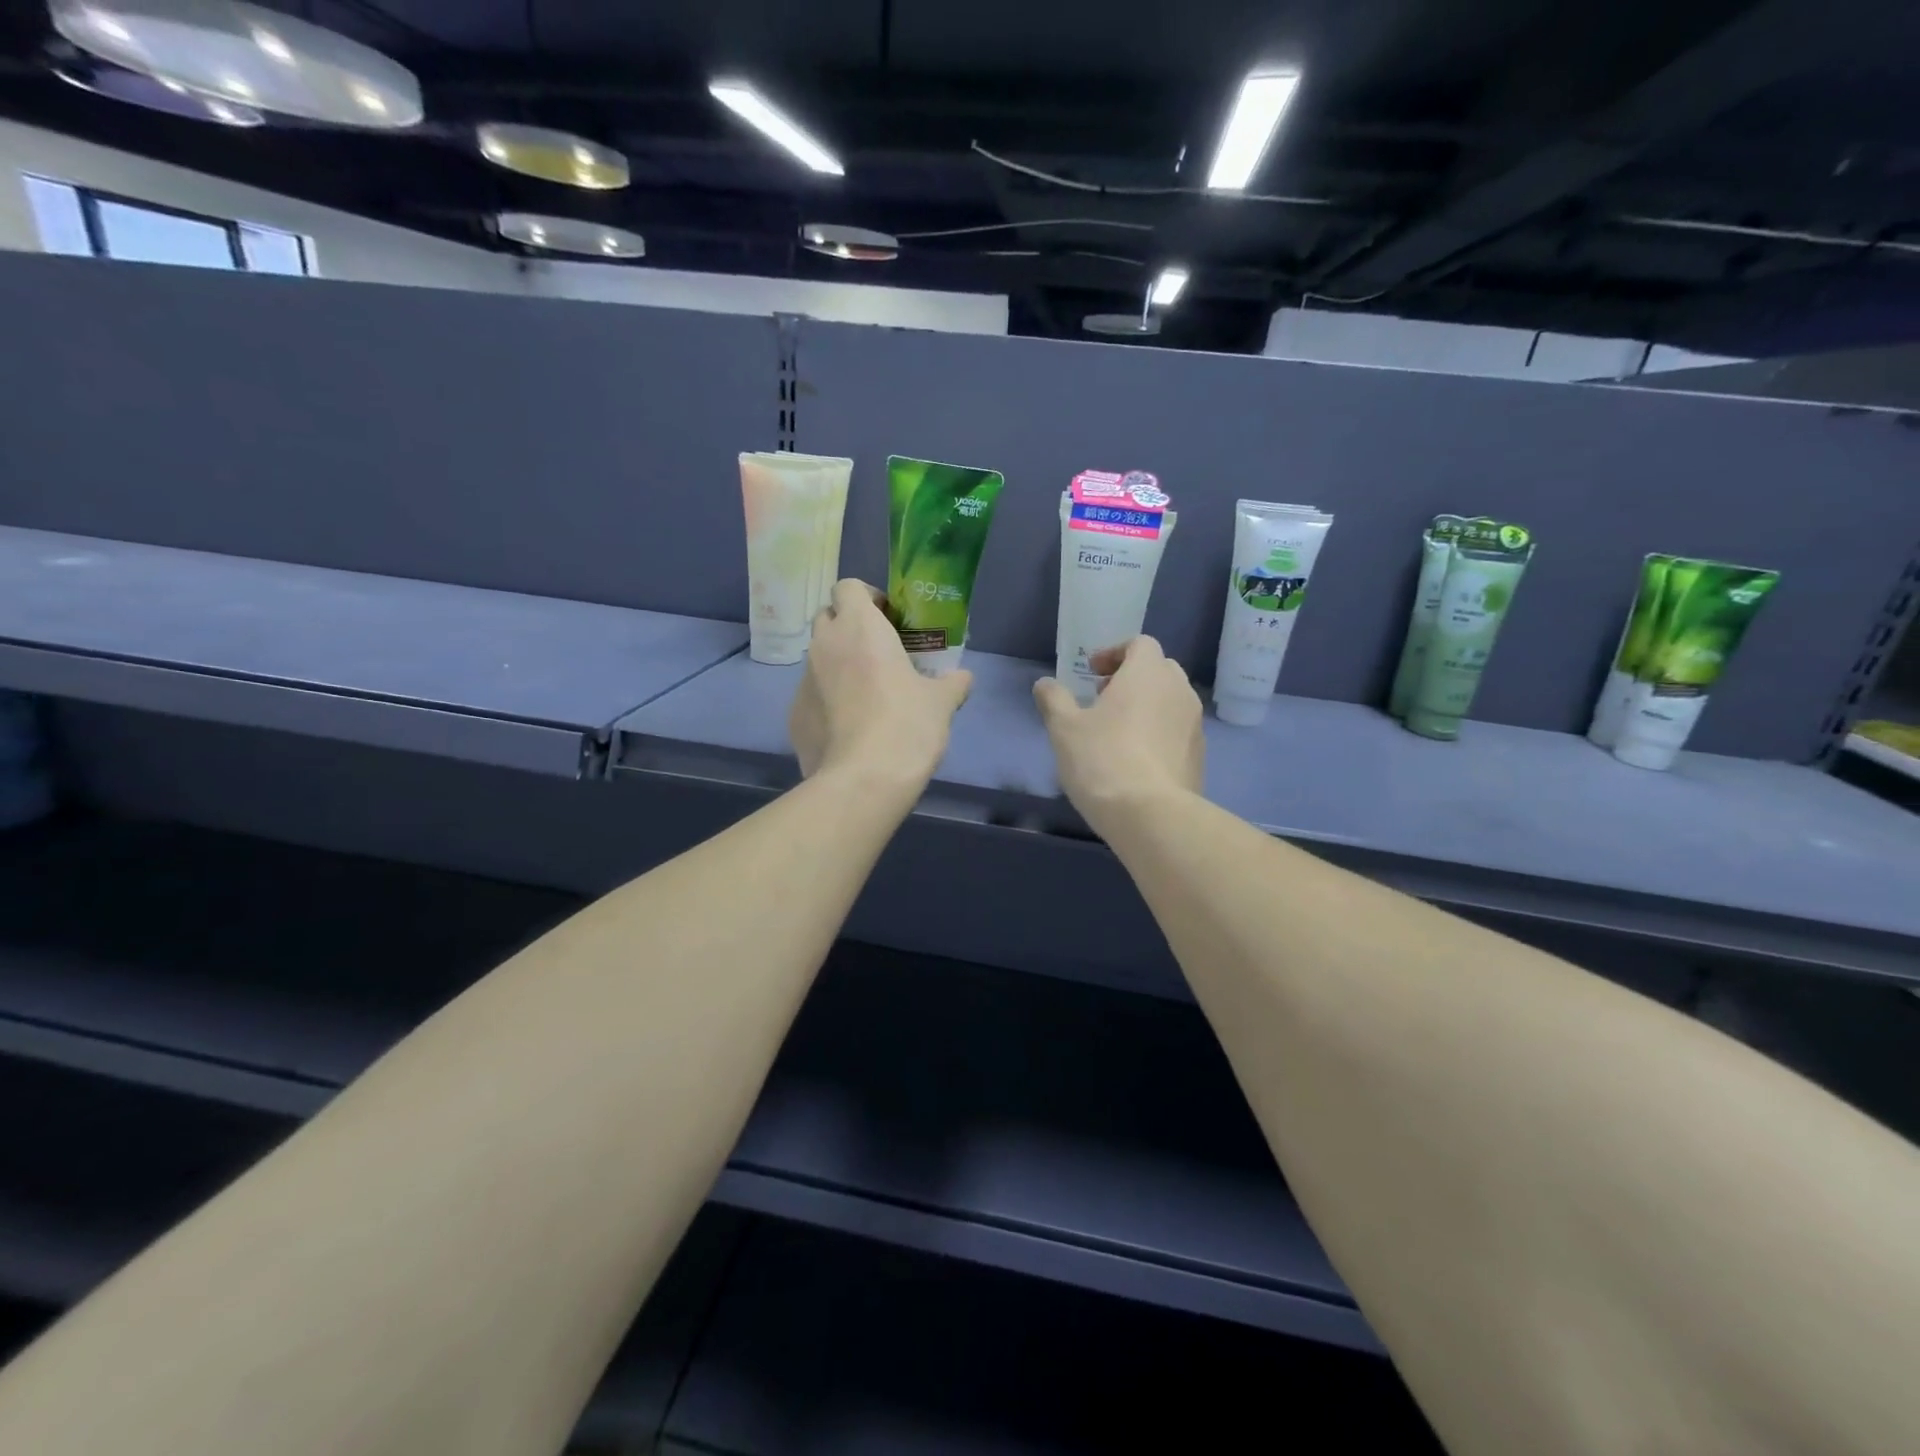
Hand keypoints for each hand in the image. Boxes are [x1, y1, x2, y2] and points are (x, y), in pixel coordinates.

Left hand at [790, 579, 972, 788]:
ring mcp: (803, 681)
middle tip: (878, 651)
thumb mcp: (942, 702)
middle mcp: (824, 645)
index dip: (867, 597)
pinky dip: (827, 701)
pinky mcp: (794, 715)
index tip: (888, 618)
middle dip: (849, 626)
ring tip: (866, 694)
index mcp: (859, 628)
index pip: (848, 587)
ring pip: (818, 658)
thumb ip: (953, 683)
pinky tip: (850, 727)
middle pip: (828, 617)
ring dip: (838, 664)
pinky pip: (812, 695)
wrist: (864, 780)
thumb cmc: (907, 725)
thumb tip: (963, 679)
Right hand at [1033, 636, 1203, 832]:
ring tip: (1117, 732)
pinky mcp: (1199, 756)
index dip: (1114, 653)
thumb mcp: (1064, 728)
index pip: (1140, 644)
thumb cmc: (1102, 759)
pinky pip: (1177, 731)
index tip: (1092, 673)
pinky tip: (1135, 760)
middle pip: (1158, 670)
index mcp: (1148, 674)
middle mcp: (1179, 690)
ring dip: (1146, 706)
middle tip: (1102, 700)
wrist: (1150, 815)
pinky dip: (1158, 733)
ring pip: (1170, 702)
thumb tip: (1045, 684)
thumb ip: (1054, 699)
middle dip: (1131, 679)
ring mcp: (1194, 724)